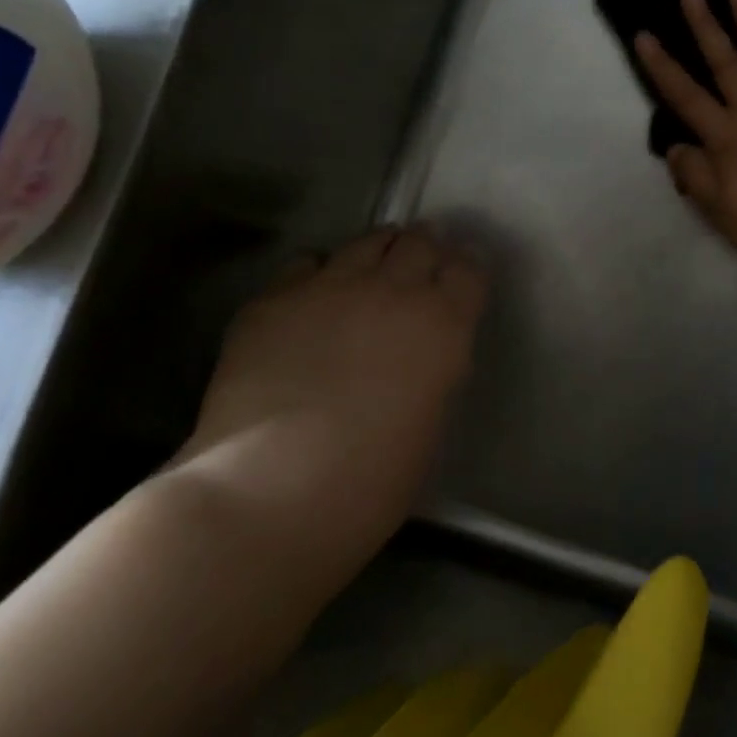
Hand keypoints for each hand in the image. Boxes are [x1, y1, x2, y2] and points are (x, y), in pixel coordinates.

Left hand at [174, 227, 485, 552]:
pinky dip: (318, 272)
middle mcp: (393, 291)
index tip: (462, 278)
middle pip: (420, 242)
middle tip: (421, 261)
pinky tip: (312, 296)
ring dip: (379, 249)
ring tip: (373, 266)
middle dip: (426, 247)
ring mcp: (331, 287)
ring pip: (366, 241)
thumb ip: (434, 371)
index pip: (469, 269)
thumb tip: (423, 354)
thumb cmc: (369, 483)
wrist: (267, 494)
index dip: (467, 269)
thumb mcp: (430, 423)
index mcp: (442, 324)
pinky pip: (306, 262)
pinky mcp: (275, 299)